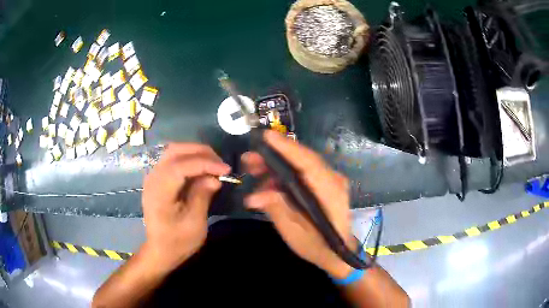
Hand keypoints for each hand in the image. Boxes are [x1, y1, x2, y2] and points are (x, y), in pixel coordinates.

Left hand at [141, 143, 230, 272]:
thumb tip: (215, 177)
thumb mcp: (194, 223)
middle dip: (201, 152)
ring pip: (174, 151)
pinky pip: (173, 160)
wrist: (160, 250)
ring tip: (213, 164)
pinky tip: (201, 169)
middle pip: (175, 151)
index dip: (205, 163)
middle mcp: (153, 178)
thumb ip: (202, 196)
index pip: (181, 166)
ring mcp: (153, 177)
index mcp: (160, 192)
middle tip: (221, 164)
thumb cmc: (178, 242)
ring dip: (195, 153)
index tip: (226, 169)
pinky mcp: (157, 179)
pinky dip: (189, 159)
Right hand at [242, 130, 354, 278]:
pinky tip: (265, 183)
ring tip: (251, 167)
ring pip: (299, 164)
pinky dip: (282, 175)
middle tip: (248, 158)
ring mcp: (328, 181)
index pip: (308, 163)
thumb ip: (277, 210)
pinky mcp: (322, 184)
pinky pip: (301, 173)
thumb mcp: (294, 233)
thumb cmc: (318, 246)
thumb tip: (254, 196)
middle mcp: (332, 180)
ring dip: (275, 164)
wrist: (337, 253)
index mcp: (330, 192)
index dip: (287, 148)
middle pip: (302, 159)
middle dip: (274, 155)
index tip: (266, 137)